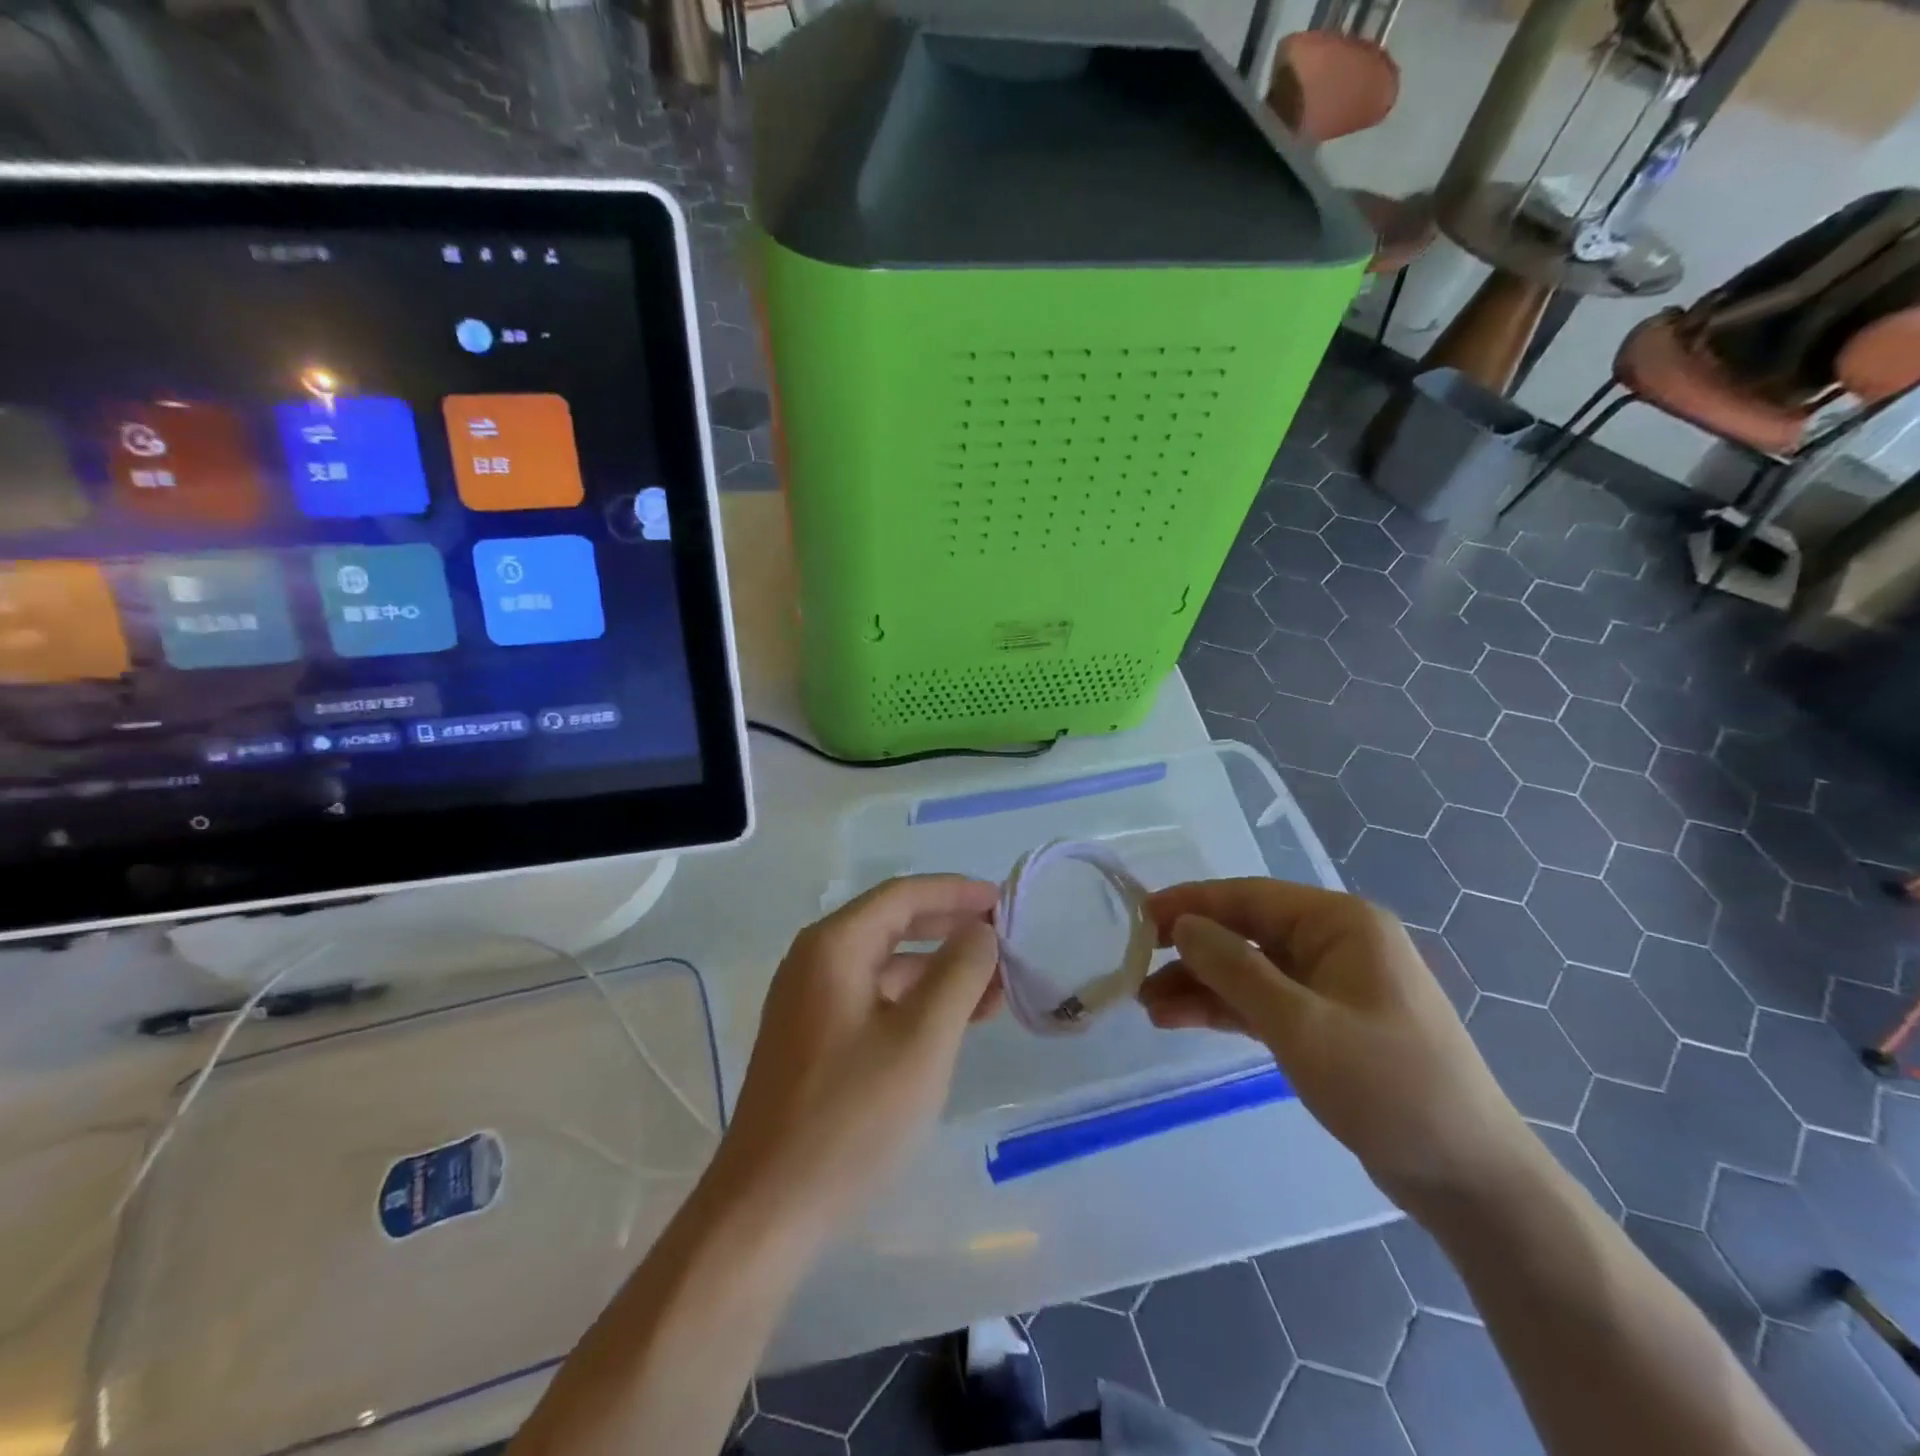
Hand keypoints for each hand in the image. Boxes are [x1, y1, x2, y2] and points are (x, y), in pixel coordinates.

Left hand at [713, 875, 1001, 1234]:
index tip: (1003, 900)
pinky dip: (916, 1002)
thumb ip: (958, 974)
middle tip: (1004, 939)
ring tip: (995, 989)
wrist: (767, 1210)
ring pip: (886, 966)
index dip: (956, 892)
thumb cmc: (851, 1117)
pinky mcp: (814, 1040)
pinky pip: (874, 1000)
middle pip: (893, 924)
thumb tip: (980, 931)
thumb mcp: (922, 1040)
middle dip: (950, 928)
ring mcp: (810, 1002)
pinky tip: (954, 1023)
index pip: (903, 894)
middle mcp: (815, 961)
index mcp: (834, 946)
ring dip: (939, 970)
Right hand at [1138, 878, 1535, 1214]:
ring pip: (1249, 970)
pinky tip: (1179, 1019)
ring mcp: (1331, 985)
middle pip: (1245, 933)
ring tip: (1147, 1007)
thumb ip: (1234, 968)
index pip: (1249, 897)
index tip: (1139, 917)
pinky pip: (1263, 1002)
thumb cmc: (1389, 1086)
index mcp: (1340, 923)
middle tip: (1135, 969)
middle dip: (1191, 952)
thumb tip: (1182, 926)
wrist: (1470, 1180)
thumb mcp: (1300, 1024)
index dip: (1191, 904)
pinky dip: (1224, 1009)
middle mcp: (1335, 943)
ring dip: (1200, 985)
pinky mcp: (1326, 1024)